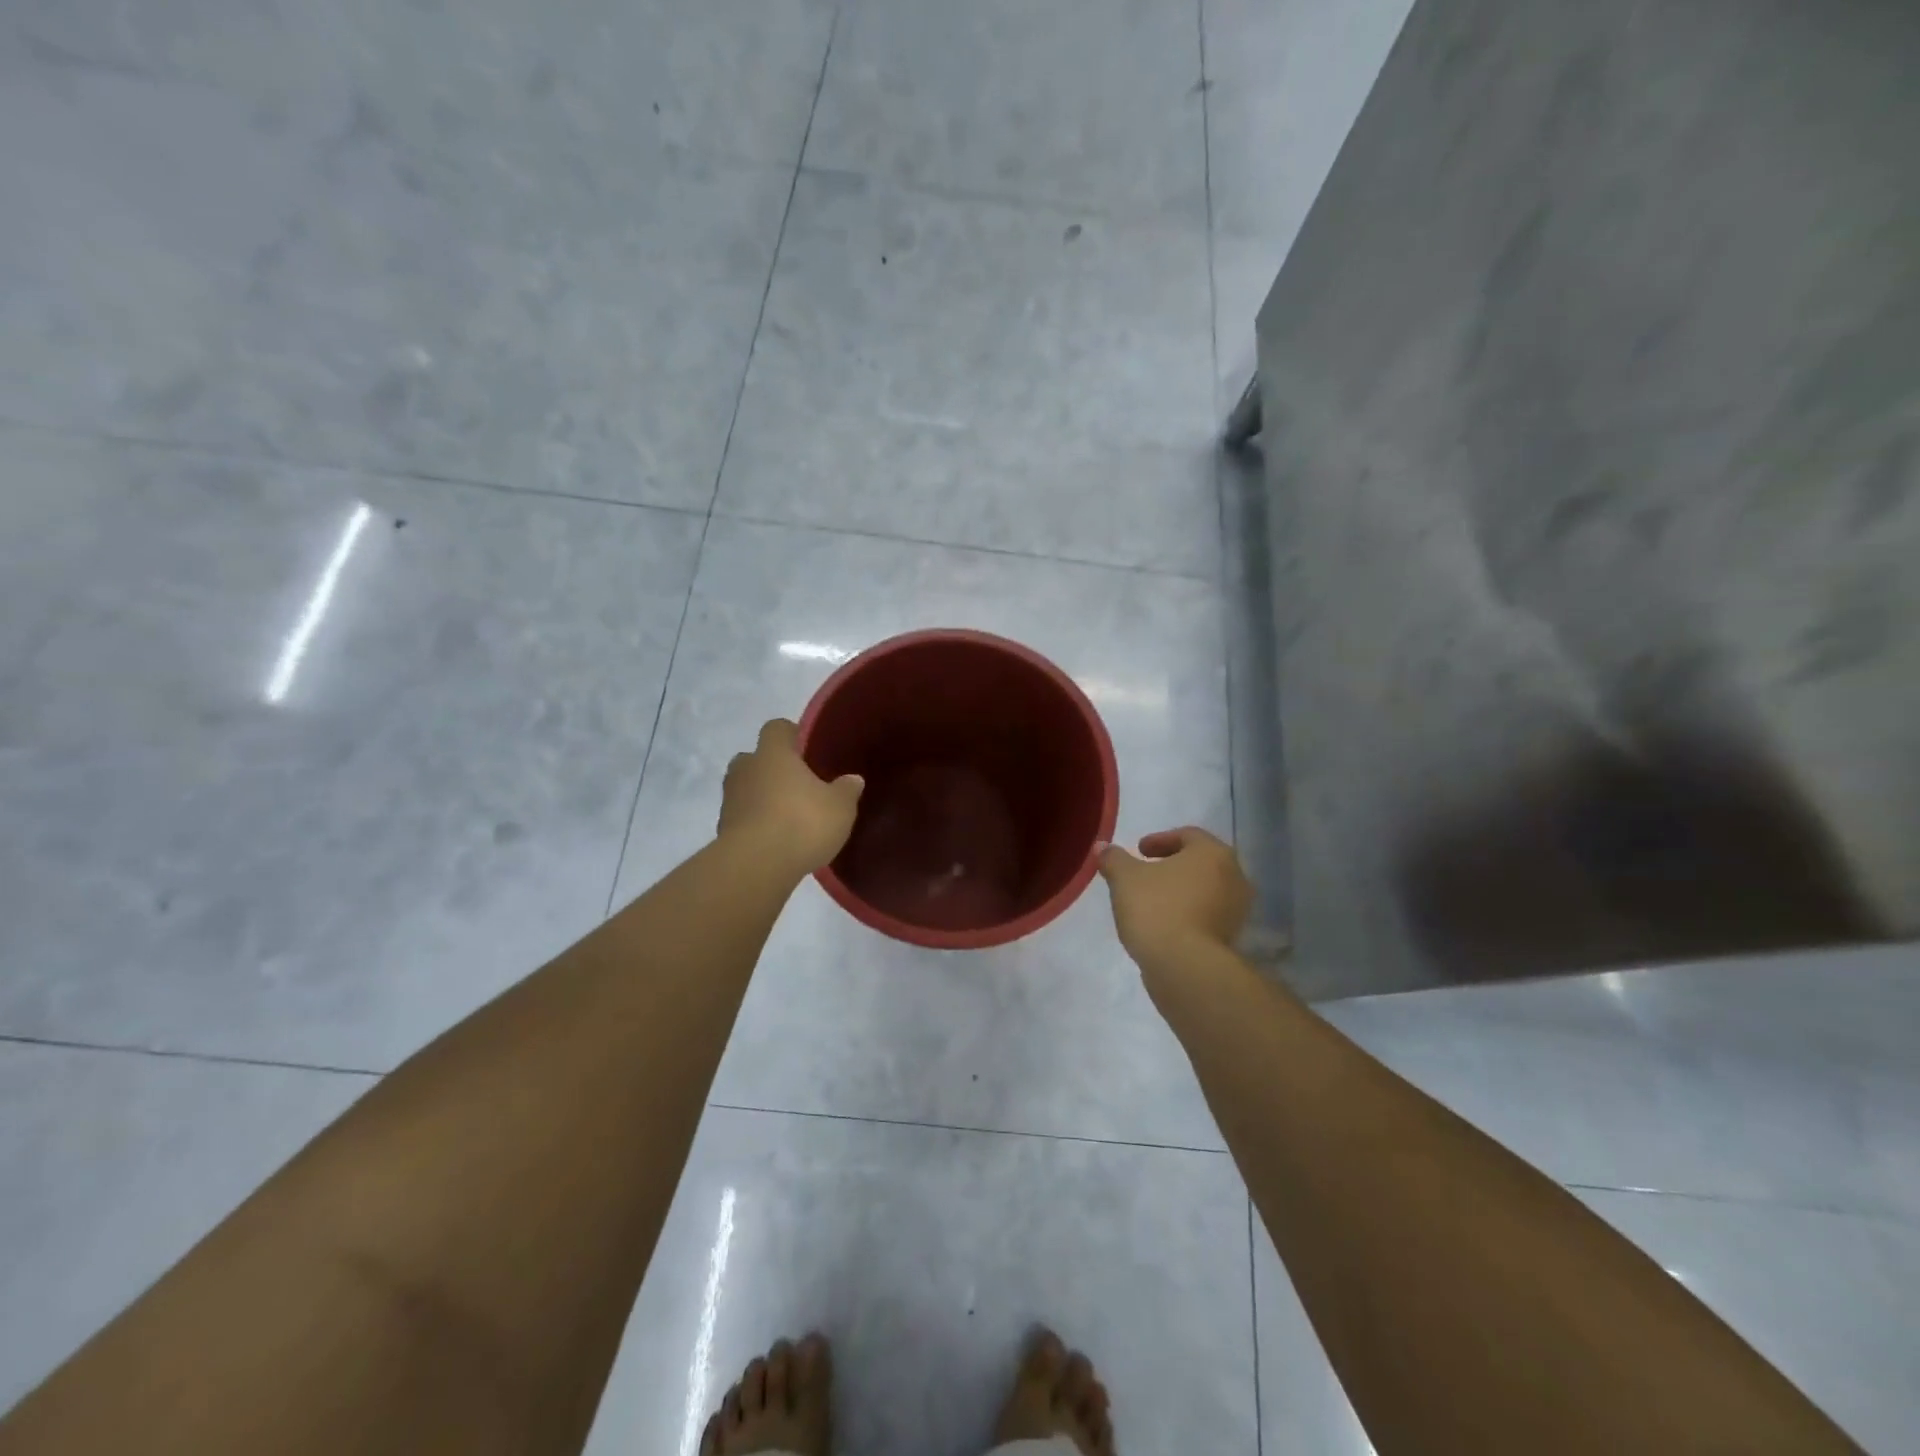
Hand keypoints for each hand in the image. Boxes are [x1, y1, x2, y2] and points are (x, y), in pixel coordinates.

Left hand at [718, 719, 864, 874]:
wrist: (756, 866)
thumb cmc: (802, 822)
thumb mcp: (840, 806)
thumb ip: (846, 790)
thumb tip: (853, 779)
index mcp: (773, 753)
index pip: (777, 728)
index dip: (792, 735)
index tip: (807, 749)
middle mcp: (746, 769)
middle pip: (755, 758)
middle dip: (773, 769)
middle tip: (798, 785)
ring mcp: (730, 800)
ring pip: (746, 789)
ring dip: (762, 798)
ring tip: (788, 817)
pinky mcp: (722, 830)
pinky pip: (742, 818)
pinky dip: (756, 824)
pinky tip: (777, 840)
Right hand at [1098, 827, 1252, 972]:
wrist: (1185, 966)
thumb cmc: (1157, 908)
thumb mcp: (1124, 877)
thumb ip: (1114, 858)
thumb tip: (1103, 847)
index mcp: (1213, 853)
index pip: (1188, 835)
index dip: (1160, 840)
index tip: (1139, 850)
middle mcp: (1234, 876)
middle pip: (1200, 862)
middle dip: (1172, 865)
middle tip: (1146, 872)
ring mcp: (1237, 910)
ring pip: (1205, 890)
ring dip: (1181, 891)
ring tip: (1152, 900)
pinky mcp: (1232, 938)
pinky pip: (1207, 915)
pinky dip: (1187, 913)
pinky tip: (1164, 923)